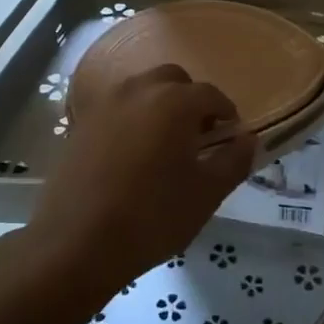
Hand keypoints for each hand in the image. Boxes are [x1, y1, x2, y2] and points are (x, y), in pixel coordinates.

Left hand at [31, 65, 256, 287]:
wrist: (76, 243)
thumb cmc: (152, 217)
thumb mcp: (206, 195)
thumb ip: (233, 161)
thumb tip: (247, 139)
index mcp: (174, 101)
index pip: (210, 94)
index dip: (226, 113)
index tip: (230, 137)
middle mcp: (139, 89)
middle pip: (174, 80)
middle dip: (190, 100)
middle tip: (197, 135)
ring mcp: (105, 103)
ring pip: (142, 89)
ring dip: (159, 104)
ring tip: (164, 143)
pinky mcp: (81, 122)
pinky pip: (116, 108)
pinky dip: (131, 118)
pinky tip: (131, 154)